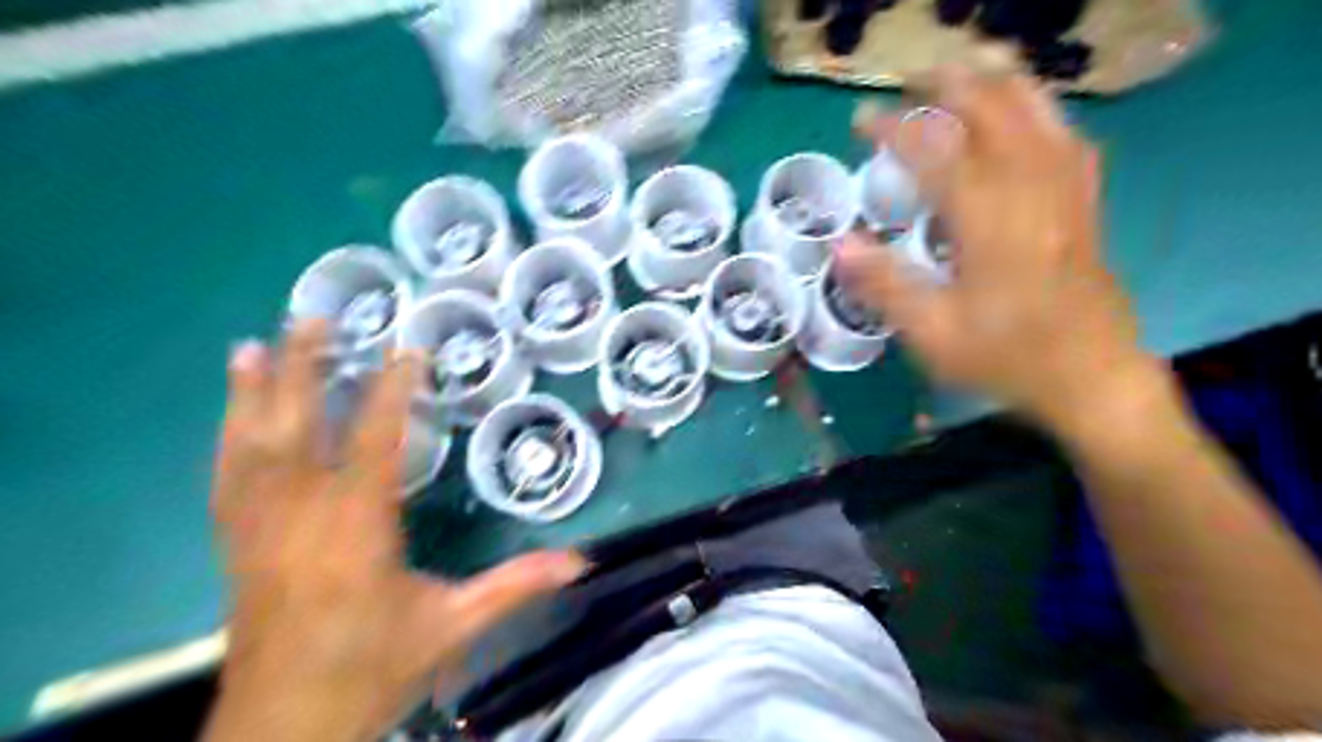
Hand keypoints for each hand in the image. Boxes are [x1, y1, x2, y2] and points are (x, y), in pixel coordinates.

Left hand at [206, 321, 582, 741]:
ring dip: (254, 393)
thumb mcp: (453, 626)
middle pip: (298, 428)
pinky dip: (228, 438)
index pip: (375, 440)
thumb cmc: (373, 666)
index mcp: (358, 527)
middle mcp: (302, 515)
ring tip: (253, 345)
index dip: (391, 391)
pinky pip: (228, 478)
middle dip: (305, 369)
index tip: (406, 350)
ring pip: (252, 446)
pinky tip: (232, 415)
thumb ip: (516, 585)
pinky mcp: (238, 545)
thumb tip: (582, 561)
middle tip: (313, 317)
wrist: (286, 725)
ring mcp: (260, 529)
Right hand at [841, 65, 1157, 433]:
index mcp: (989, 218)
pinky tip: (1019, 119)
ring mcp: (1066, 188)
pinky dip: (1036, 112)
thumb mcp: (933, 333)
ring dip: (992, 85)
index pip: (935, 150)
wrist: (1092, 377)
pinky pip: (1064, 134)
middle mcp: (1031, 187)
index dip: (895, 128)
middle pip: (992, 107)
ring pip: (1035, 108)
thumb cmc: (1007, 358)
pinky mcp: (1085, 200)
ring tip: (956, 83)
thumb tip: (839, 245)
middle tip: (905, 87)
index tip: (861, 123)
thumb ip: (885, 284)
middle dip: (945, 86)